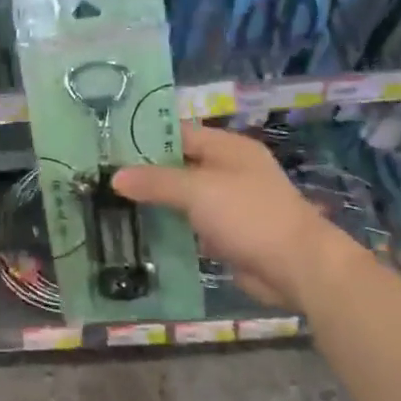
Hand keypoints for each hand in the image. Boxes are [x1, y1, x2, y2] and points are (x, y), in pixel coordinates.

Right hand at [112, 124, 356, 305]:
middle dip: (144, 173)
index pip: (179, 132)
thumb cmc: (249, 215)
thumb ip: (155, 182)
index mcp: (228, 148)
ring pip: (182, 197)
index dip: (145, 137)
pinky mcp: (227, 234)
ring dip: (154, 202)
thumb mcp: (198, 191)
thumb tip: (115, 177)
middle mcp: (229, 170)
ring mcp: (229, 203)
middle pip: (179, 165)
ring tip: (111, 203)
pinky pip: (190, 225)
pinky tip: (139, 231)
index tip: (108, 145)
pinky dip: (169, 228)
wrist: (298, 268)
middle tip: (102, 176)